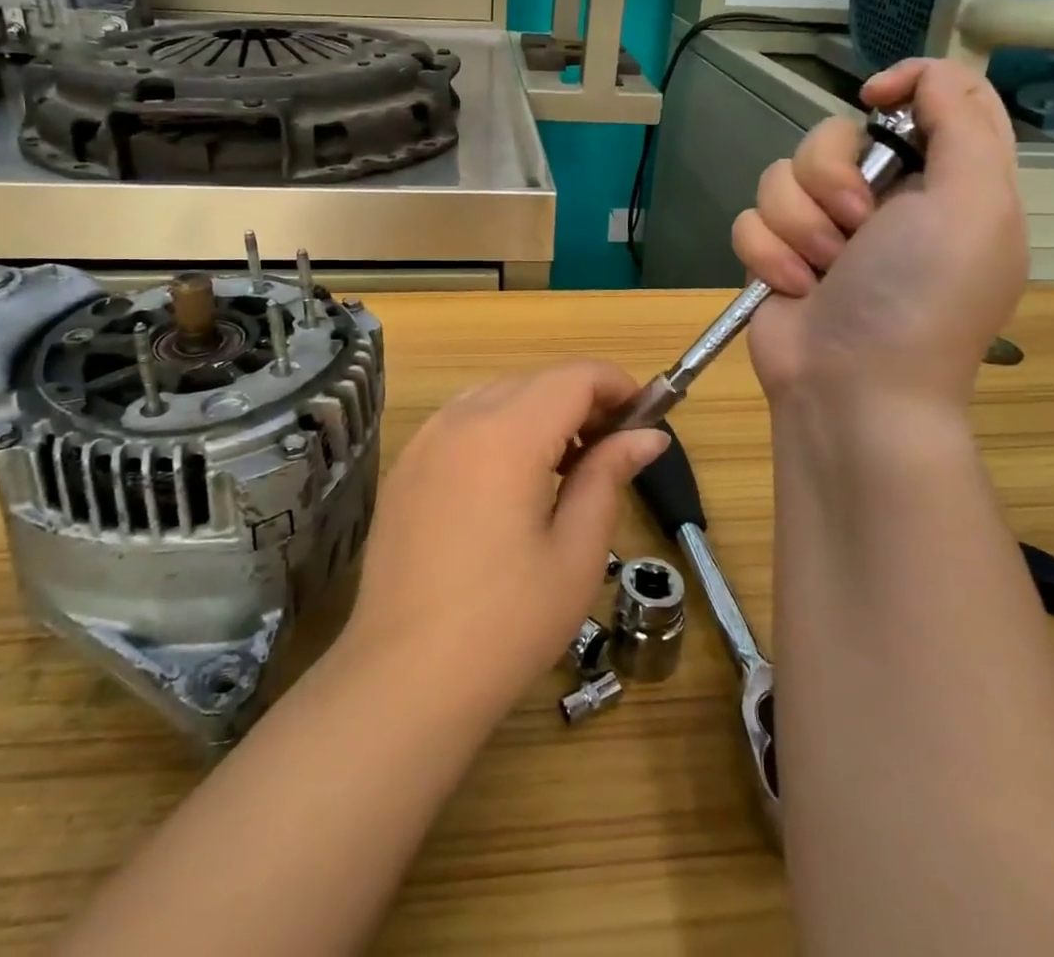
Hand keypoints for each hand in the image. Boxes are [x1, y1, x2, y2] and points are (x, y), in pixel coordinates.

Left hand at [340, 363, 668, 718]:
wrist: (405, 677)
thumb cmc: (506, 622)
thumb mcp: (576, 552)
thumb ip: (609, 476)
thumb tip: (649, 436)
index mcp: (506, 433)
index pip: (575, 376)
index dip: (618, 386)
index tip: (646, 420)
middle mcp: (460, 419)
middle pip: (536, 382)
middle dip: (582, 402)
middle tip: (612, 452)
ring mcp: (425, 439)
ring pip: (497, 396)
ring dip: (540, 414)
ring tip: (565, 469)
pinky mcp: (405, 465)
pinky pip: (462, 422)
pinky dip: (499, 429)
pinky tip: (510, 484)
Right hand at [731, 58, 1026, 409]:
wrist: (852, 387)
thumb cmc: (921, 297)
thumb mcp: (975, 204)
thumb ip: (963, 122)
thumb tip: (917, 77)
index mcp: (944, 181)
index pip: (933, 99)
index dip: (903, 84)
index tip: (873, 100)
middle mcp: (882, 199)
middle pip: (833, 134)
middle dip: (832, 177)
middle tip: (856, 224)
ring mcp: (822, 228)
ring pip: (780, 175)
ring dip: (798, 226)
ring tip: (822, 271)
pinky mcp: (776, 254)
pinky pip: (750, 219)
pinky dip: (768, 255)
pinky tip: (792, 288)